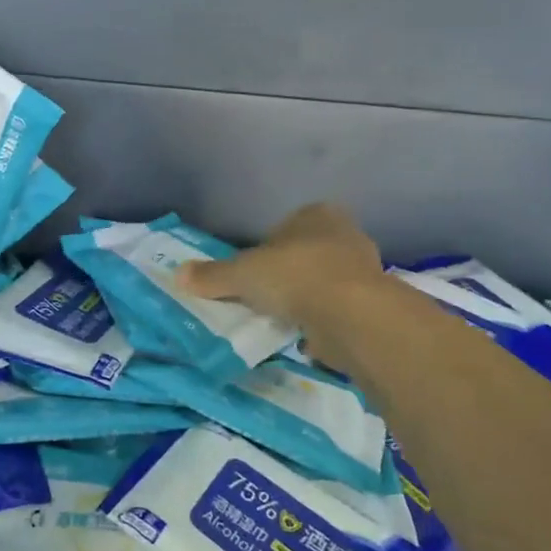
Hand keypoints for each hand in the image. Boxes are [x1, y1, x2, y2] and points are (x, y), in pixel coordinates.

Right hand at [176, 204, 384, 358]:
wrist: (351, 314)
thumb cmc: (294, 276)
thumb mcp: (242, 273)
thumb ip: (213, 275)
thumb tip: (178, 274)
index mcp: (316, 214)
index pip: (286, 227)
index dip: (266, 249)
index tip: (253, 273)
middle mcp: (345, 234)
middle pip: (306, 254)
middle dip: (288, 274)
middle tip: (265, 297)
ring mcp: (364, 270)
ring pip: (324, 282)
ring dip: (306, 299)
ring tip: (283, 320)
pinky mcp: (373, 304)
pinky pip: (338, 310)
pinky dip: (323, 321)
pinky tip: (307, 336)